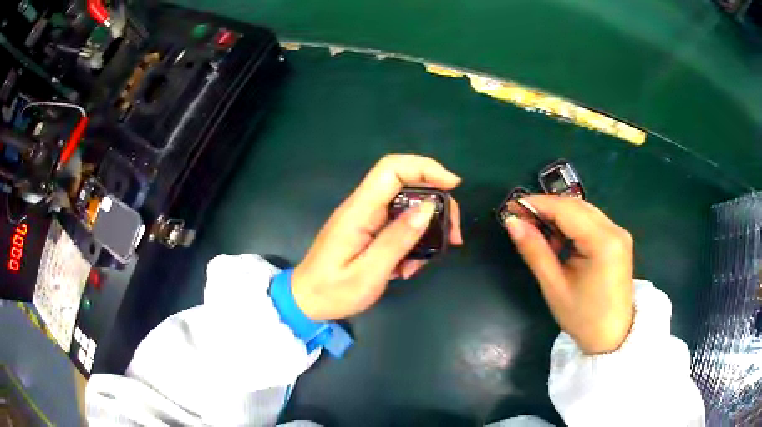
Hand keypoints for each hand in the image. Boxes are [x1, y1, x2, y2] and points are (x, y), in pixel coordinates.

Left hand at [292, 155, 462, 320]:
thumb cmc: (333, 291)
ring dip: (425, 230)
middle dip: (436, 203)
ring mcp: (365, 218)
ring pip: (407, 207)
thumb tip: (428, 207)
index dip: (425, 168)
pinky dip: (411, 243)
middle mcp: (363, 207)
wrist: (306, 301)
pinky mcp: (368, 231)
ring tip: (424, 262)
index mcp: (359, 210)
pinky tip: (407, 268)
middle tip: (453, 235)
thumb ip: (398, 239)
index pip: (392, 169)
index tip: (453, 185)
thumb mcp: (369, 272)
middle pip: (406, 184)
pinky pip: (398, 226)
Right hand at [503, 195, 633, 353]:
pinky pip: (591, 221)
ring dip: (558, 216)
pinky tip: (558, 239)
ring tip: (536, 231)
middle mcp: (615, 230)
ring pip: (583, 211)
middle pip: (576, 206)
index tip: (511, 207)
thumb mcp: (554, 286)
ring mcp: (619, 233)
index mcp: (603, 242)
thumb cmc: (582, 318)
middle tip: (520, 219)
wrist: (612, 337)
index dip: (537, 204)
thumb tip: (512, 222)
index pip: (566, 209)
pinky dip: (571, 225)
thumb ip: (534, 251)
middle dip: (546, 208)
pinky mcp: (618, 239)